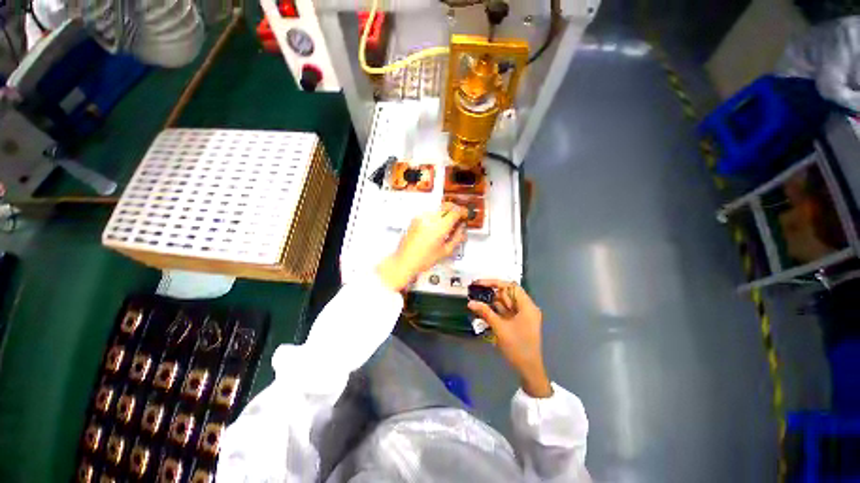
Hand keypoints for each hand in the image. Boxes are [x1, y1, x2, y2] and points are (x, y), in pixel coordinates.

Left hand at [377, 203, 466, 291]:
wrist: (405, 260)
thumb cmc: (424, 259)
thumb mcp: (445, 251)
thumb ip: (457, 238)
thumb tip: (462, 228)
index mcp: (439, 227)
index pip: (455, 212)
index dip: (463, 212)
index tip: (465, 215)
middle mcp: (430, 219)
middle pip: (446, 206)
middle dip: (455, 209)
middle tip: (458, 217)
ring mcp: (421, 217)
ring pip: (438, 208)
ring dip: (445, 213)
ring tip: (446, 224)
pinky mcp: (415, 218)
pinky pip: (429, 213)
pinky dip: (435, 216)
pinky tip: (436, 226)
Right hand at [468, 280, 552, 397]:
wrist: (529, 370)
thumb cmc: (517, 347)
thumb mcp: (500, 328)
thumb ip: (485, 312)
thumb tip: (470, 302)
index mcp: (527, 306)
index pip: (510, 286)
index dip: (494, 282)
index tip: (479, 283)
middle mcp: (526, 307)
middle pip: (508, 293)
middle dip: (491, 293)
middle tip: (475, 293)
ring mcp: (523, 315)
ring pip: (506, 302)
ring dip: (492, 302)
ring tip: (476, 301)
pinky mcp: (519, 322)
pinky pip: (506, 311)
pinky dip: (496, 310)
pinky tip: (484, 310)